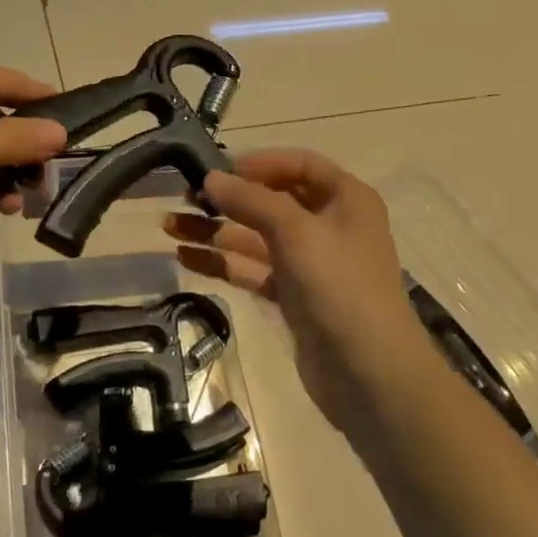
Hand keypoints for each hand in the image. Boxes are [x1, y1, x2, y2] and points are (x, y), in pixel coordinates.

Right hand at [164, 150, 437, 428]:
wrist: (369, 373)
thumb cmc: (340, 286)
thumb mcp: (296, 231)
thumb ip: (251, 200)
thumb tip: (210, 177)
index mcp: (346, 198)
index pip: (300, 164)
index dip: (259, 163)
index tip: (218, 168)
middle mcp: (329, 224)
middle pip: (273, 199)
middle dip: (229, 197)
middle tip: (183, 196)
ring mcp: (310, 262)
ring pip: (256, 236)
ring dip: (215, 229)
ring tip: (169, 224)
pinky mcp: (293, 295)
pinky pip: (252, 268)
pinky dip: (222, 262)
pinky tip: (184, 257)